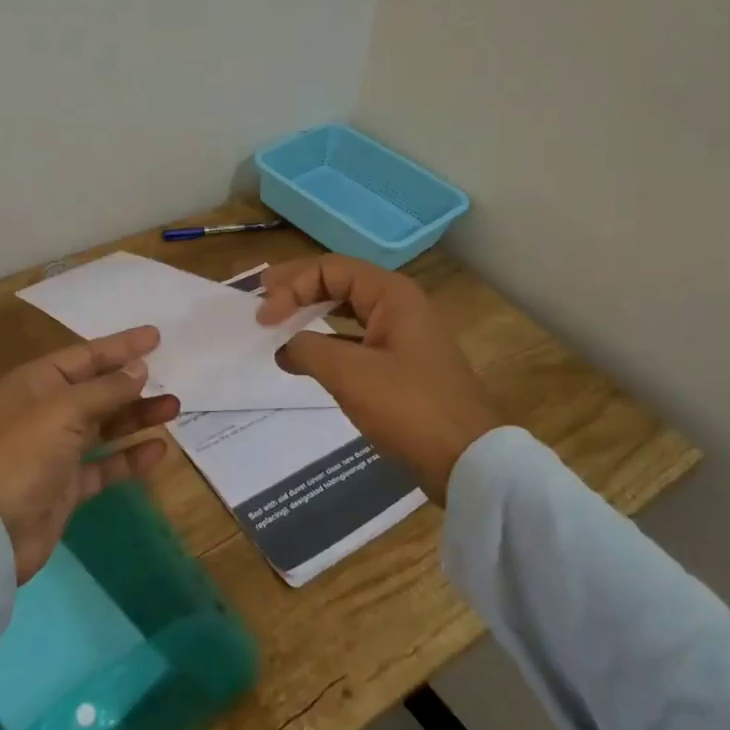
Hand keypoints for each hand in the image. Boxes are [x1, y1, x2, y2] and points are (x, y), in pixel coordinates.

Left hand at [0, 325, 181, 580]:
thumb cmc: (24, 454)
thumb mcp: (65, 410)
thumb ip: (107, 388)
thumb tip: (139, 368)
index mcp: (36, 383)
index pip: (85, 356)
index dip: (121, 346)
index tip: (155, 336)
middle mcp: (46, 411)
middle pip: (98, 389)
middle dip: (133, 384)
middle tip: (172, 376)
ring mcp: (57, 449)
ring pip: (105, 425)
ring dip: (137, 416)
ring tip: (174, 408)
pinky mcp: (68, 484)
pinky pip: (106, 464)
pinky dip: (130, 456)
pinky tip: (158, 450)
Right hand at [257, 256, 504, 502]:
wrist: (467, 461)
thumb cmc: (408, 408)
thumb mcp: (349, 374)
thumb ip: (307, 349)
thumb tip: (285, 348)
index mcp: (391, 294)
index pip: (329, 268)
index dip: (290, 286)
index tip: (263, 318)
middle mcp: (399, 304)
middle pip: (339, 281)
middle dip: (298, 289)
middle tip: (262, 300)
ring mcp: (403, 334)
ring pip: (347, 309)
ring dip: (312, 313)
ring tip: (279, 322)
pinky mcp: (402, 363)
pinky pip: (356, 337)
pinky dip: (328, 340)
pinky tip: (308, 356)